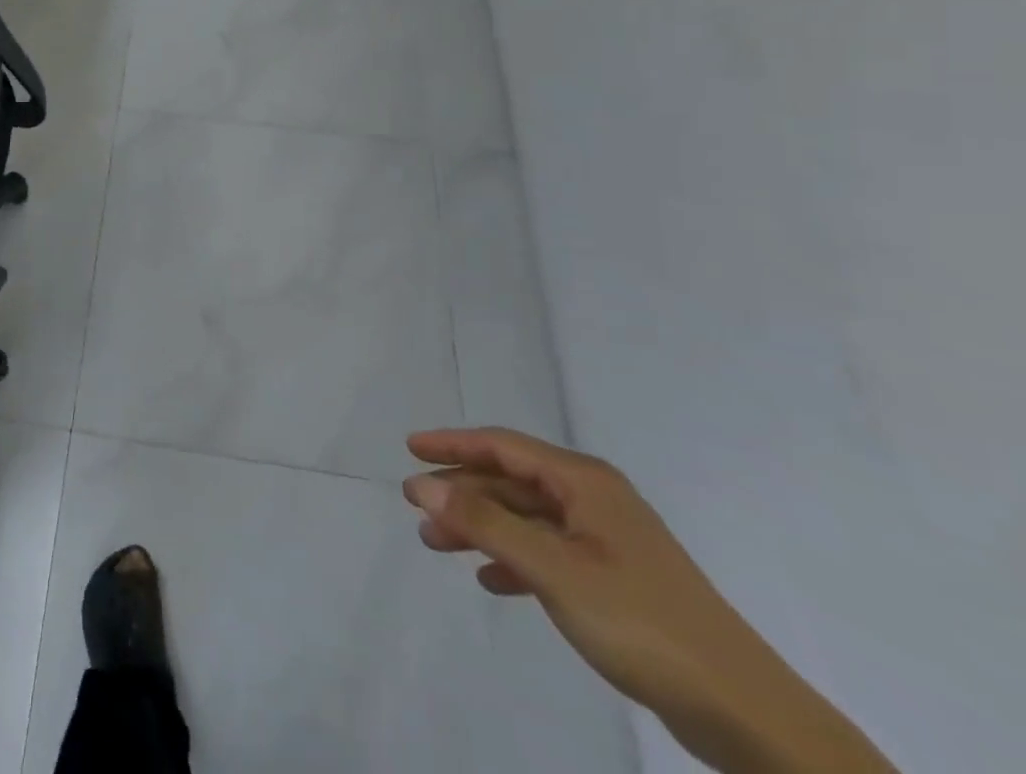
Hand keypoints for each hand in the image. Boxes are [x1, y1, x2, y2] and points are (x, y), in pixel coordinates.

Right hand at [403, 428, 898, 773]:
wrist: (744, 712)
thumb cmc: (640, 621)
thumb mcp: (552, 568)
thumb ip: (484, 522)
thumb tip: (423, 483)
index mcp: (583, 481)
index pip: (502, 445)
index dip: (452, 443)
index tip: (409, 448)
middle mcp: (594, 499)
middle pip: (511, 480)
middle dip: (462, 491)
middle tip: (415, 506)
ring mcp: (607, 539)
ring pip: (526, 518)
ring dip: (481, 526)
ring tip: (438, 544)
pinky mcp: (616, 579)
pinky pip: (547, 552)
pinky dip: (513, 559)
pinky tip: (491, 580)